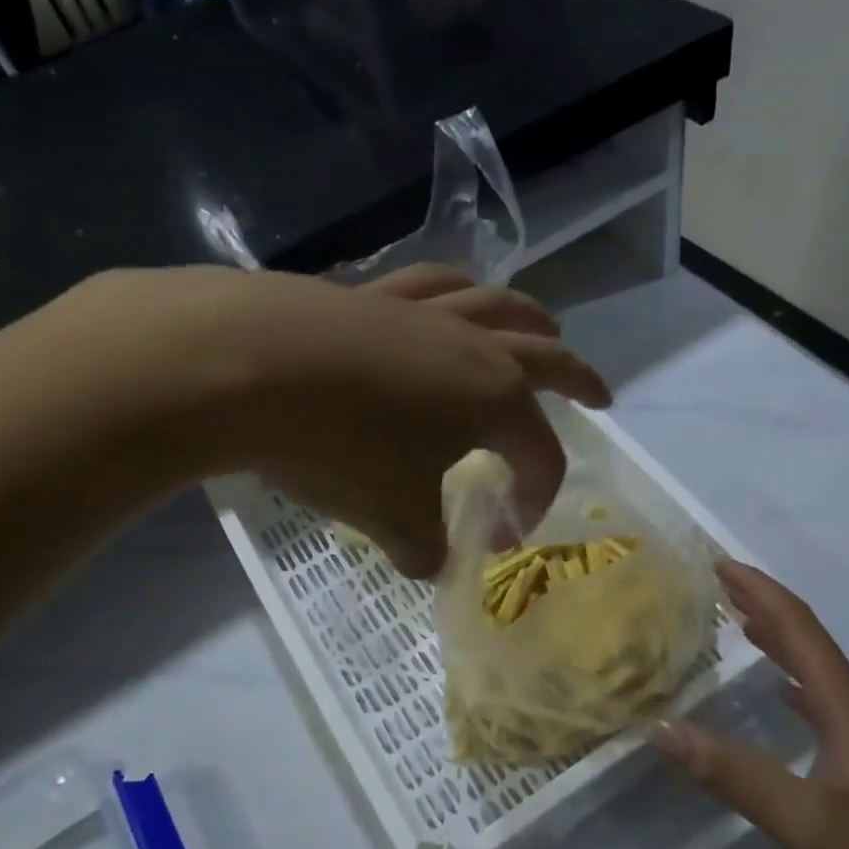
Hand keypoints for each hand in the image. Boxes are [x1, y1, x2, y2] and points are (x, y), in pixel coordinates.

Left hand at [60, 266, 609, 577]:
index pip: (542, 453)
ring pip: (496, 304)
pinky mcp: (371, 295)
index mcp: (495, 399)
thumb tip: (430, 564)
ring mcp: (422, 313)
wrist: (249, 367)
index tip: (509, 531)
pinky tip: (448, 298)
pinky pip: (431, 285)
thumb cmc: (340, 446)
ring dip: (529, 318)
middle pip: (546, 356)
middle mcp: (472, 346)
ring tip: (543, 325)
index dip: (537, 496)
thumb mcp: (392, 517)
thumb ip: (424, 548)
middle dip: (579, 378)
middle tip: (599, 394)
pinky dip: (455, 292)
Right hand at [651, 560, 848, 848]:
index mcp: (844, 705)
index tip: (719, 563)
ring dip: (776, 636)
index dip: (759, 591)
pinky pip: (816, 699)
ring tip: (736, 619)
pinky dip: (788, 677)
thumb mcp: (803, 821)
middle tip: (717, 582)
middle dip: (763, 603)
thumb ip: (733, 773)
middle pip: (807, 639)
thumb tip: (662, 726)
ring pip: (813, 667)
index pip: (799, 629)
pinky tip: (775, 689)